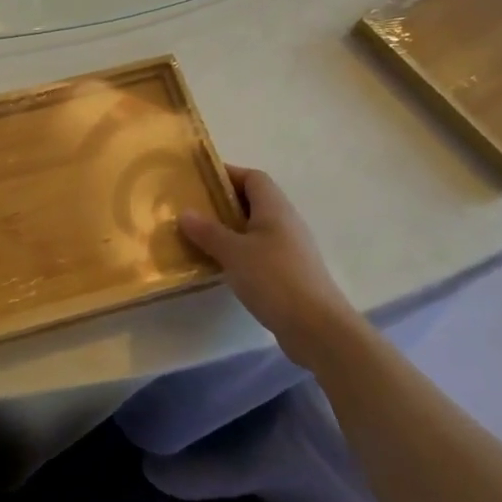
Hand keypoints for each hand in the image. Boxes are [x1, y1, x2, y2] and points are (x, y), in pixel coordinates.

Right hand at [180, 166, 369, 370]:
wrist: (317, 327)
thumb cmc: (274, 279)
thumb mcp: (233, 252)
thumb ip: (208, 231)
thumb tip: (185, 213)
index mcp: (274, 208)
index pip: (252, 177)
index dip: (227, 175)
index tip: (199, 182)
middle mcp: (286, 222)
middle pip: (254, 201)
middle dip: (224, 203)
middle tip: (194, 211)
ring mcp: (290, 248)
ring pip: (256, 228)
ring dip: (230, 230)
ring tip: (201, 238)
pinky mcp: (290, 272)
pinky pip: (260, 251)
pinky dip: (240, 252)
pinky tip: (222, 266)